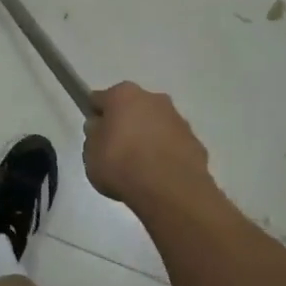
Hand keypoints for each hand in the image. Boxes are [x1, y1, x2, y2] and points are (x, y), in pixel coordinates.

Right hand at [84, 82, 211, 209]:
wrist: (170, 190)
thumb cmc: (121, 165)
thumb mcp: (90, 154)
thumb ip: (94, 136)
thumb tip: (101, 128)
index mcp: (123, 95)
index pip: (100, 99)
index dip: (95, 116)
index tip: (94, 135)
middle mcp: (153, 98)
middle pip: (132, 108)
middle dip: (125, 124)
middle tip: (116, 151)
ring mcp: (178, 119)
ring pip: (155, 125)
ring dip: (148, 138)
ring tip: (140, 168)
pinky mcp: (195, 142)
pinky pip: (173, 145)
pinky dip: (166, 155)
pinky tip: (159, 176)